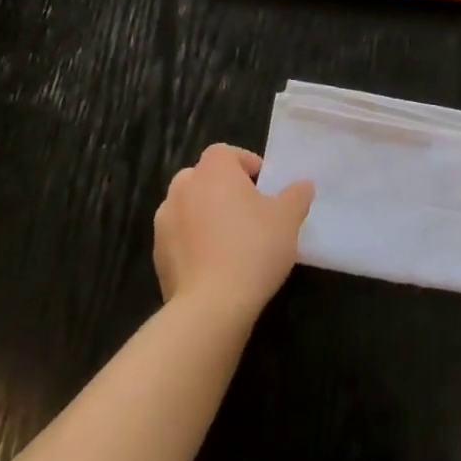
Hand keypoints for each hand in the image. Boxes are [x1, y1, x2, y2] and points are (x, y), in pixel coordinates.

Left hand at [153, 144, 313, 328]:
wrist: (210, 307)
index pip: (226, 153)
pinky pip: (179, 237)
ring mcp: (164, 221)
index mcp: (213, 169)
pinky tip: (214, 265)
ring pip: (188, 207)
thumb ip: (296, 196)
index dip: (246, 165)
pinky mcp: (157, 254)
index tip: (263, 187)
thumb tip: (303, 186)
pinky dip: (193, 243)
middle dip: (223, 189)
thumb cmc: (253, 248)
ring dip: (205, 215)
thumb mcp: (288, 219)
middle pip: (204, 177)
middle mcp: (183, 187)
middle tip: (248, 212)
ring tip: (230, 240)